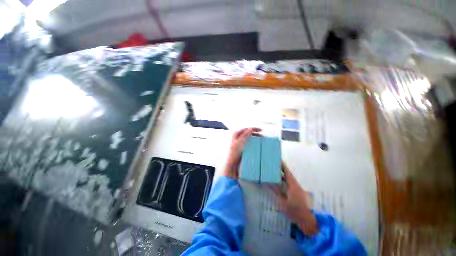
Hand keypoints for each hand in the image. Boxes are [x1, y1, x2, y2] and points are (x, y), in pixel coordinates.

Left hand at [221, 128, 260, 177]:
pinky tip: (257, 144)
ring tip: (261, 139)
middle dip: (255, 133)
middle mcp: (237, 137)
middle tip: (262, 135)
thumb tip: (251, 129)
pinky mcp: (242, 147)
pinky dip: (253, 142)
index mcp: (236, 134)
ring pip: (249, 137)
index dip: (254, 128)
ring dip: (255, 137)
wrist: (232, 163)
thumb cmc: (234, 153)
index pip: (246, 129)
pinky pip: (248, 142)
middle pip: (248, 132)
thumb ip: (245, 135)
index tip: (260, 130)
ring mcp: (240, 142)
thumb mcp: (240, 142)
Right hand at [272, 162, 317, 235]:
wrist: (306, 220)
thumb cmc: (294, 210)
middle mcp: (295, 184)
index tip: (276, 159)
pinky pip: (289, 182)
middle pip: (287, 173)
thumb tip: (267, 182)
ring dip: (282, 174)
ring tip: (273, 170)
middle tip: (272, 164)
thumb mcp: (282, 201)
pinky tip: (278, 181)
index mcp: (292, 184)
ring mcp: (297, 188)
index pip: (286, 171)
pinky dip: (283, 180)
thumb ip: (275, 190)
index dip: (282, 165)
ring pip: (288, 178)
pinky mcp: (297, 192)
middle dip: (280, 168)